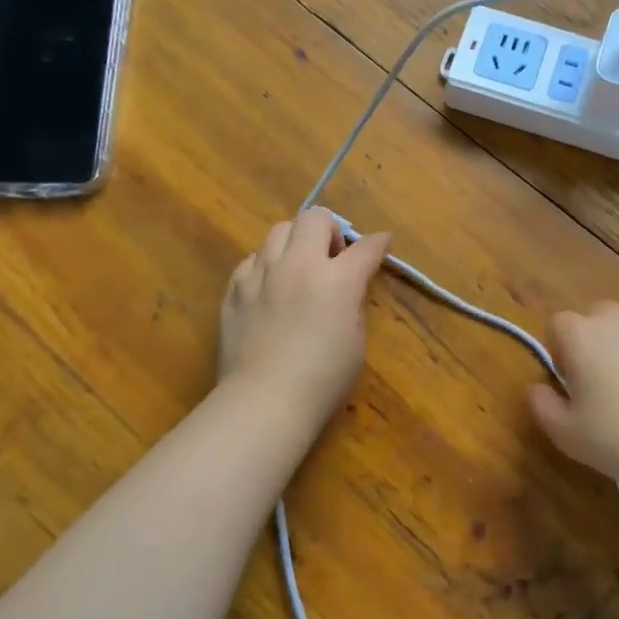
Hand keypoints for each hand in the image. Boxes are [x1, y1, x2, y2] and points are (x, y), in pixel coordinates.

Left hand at [218, 210, 392, 423]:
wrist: (265, 400)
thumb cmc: (323, 379)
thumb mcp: (356, 339)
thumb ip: (353, 301)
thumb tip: (348, 286)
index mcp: (337, 279)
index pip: (365, 247)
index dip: (379, 243)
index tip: (383, 243)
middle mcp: (299, 264)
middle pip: (314, 218)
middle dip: (330, 230)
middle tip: (332, 258)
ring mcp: (262, 273)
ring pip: (278, 230)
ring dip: (296, 242)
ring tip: (298, 269)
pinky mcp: (235, 289)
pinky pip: (252, 260)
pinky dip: (266, 266)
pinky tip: (270, 289)